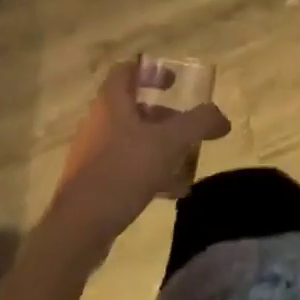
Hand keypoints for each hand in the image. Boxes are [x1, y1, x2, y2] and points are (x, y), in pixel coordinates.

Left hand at [46, 61, 230, 254]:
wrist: (77, 230)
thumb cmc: (122, 171)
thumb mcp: (169, 143)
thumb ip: (198, 123)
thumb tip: (222, 118)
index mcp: (111, 102)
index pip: (128, 70)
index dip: (152, 71)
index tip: (174, 83)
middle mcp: (99, 121)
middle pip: (133, 106)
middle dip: (164, 116)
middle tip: (186, 128)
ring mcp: (93, 153)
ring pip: (132, 139)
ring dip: (159, 146)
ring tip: (185, 163)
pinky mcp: (92, 182)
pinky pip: (125, 166)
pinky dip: (148, 171)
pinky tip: (170, 192)